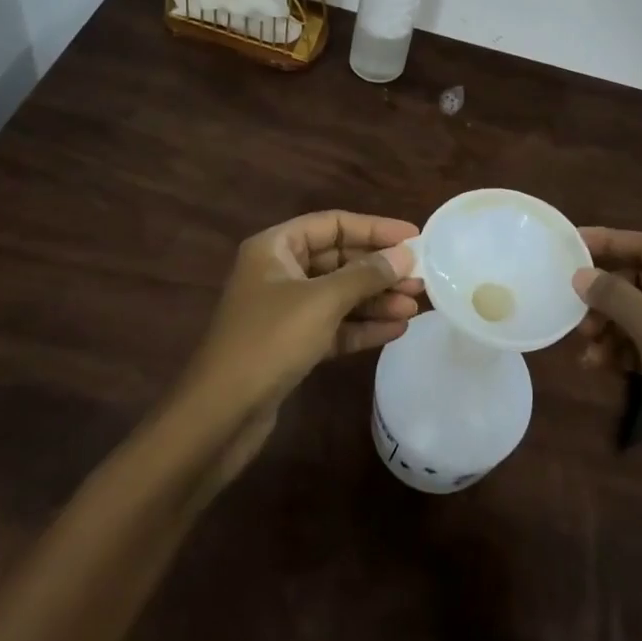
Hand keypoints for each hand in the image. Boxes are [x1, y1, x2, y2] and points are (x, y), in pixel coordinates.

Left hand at [180, 211, 422, 429]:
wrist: (220, 416)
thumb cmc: (269, 342)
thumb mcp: (322, 301)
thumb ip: (366, 275)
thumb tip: (405, 254)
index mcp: (275, 247)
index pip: (333, 224)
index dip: (375, 228)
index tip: (414, 237)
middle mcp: (279, 272)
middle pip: (339, 260)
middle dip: (380, 269)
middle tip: (421, 278)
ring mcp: (285, 310)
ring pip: (340, 295)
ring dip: (377, 299)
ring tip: (416, 305)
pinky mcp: (291, 345)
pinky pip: (334, 326)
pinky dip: (362, 327)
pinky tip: (396, 329)